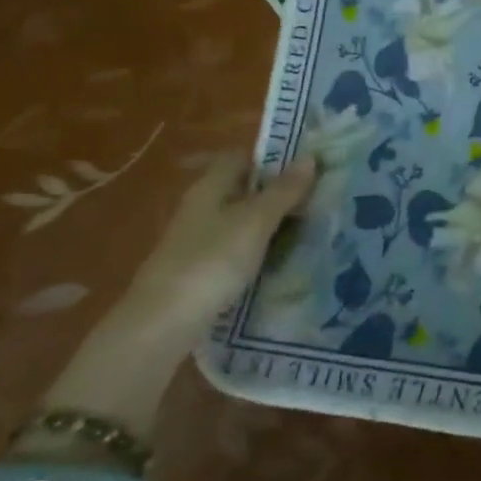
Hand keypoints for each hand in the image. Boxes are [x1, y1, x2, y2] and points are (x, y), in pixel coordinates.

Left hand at [44, 154, 316, 435]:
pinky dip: (258, 250)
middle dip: (277, 193)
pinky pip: (235, 249)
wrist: (162, 324)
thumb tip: (310, 157)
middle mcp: (200, 208)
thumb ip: (283, 191)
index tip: (307, 167)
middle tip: (319, 199)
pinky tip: (280, 261)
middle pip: (242, 190)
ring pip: (240, 221)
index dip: (273, 159)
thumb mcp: (256, 222)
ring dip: (270, 224)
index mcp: (210, 187)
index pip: (242, 158)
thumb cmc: (211, 261)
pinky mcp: (198, 270)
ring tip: (309, 229)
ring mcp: (196, 241)